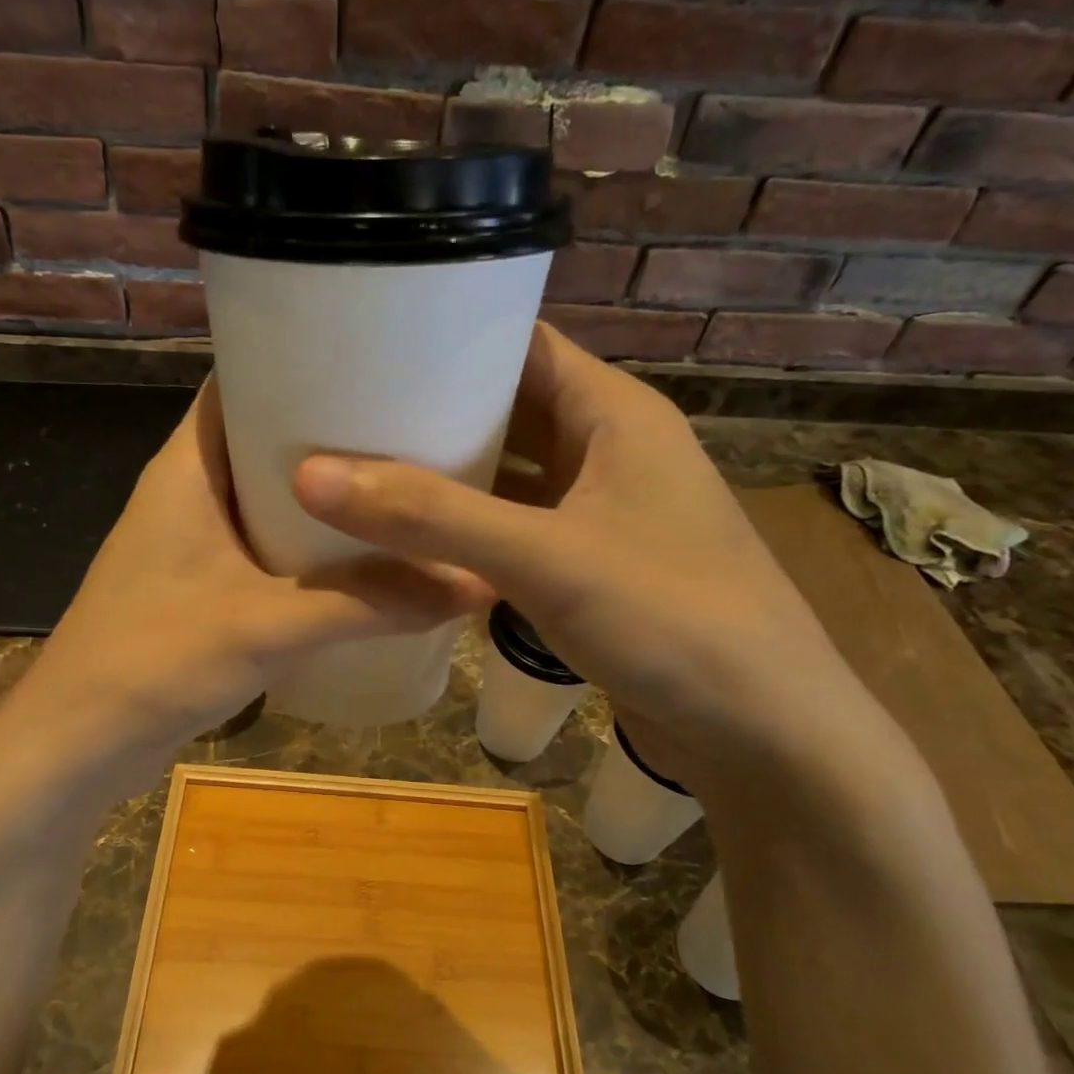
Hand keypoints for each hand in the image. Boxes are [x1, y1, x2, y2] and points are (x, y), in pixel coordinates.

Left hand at [12, 377, 490, 769]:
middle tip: (416, 423)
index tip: (381, 356)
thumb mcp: (268, 625)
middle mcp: (190, 491)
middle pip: (267, 436)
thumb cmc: (155, 660)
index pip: (243, 379)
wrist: (79, 742)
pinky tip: (364, 555)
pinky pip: (267, 544)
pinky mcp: (204, 585)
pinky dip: (310, 544)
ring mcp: (195, 541)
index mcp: (188, 466)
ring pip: (271, 496)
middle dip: (334, 431)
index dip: (304, 358)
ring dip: (326, 495)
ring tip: (404, 481)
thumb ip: (368, 603)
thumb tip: (474, 582)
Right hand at [292, 322, 851, 788]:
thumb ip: (430, 516)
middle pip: (507, 411)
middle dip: (432, 413)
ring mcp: (600, 512)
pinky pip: (514, 530)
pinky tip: (410, 541)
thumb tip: (311, 475)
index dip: (447, 340)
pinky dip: (467, 532)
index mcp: (614, 412)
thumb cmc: (670, 618)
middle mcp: (608, 450)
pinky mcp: (589, 567)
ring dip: (446, 478)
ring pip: (508, 477)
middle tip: (341, 415)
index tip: (364, 346)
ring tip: (358, 470)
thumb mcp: (544, 557)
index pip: (520, 344)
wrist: (762, 732)